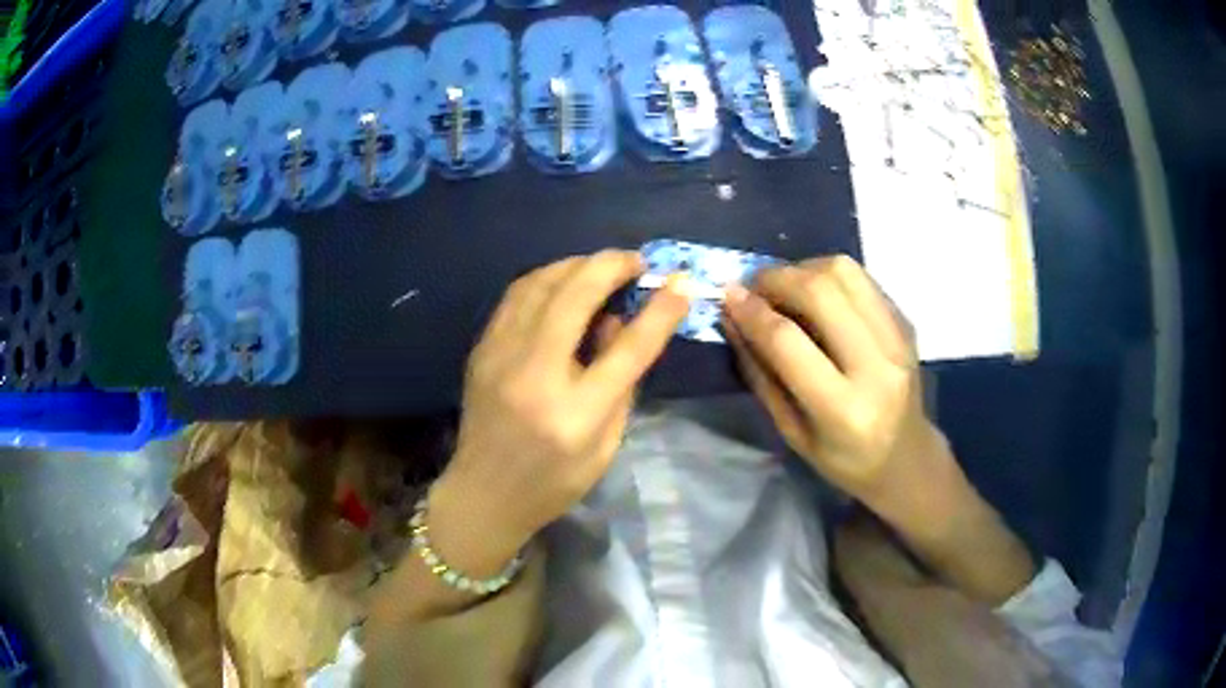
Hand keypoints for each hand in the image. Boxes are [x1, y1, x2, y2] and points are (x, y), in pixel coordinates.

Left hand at [431, 250, 690, 570]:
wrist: (484, 494)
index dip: (660, 310)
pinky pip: (516, 295)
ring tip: (602, 267)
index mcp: (576, 413)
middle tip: (637, 261)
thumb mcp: (605, 445)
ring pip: (540, 283)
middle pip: (575, 296)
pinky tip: (563, 281)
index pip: (628, 348)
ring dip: (576, 265)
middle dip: (611, 265)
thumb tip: (618, 321)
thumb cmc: (553, 480)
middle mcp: (534, 375)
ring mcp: (500, 357)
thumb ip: (621, 383)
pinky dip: (547, 278)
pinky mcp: (481, 349)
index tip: (681, 282)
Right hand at [722, 255, 954, 525]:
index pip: (789, 342)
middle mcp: (878, 366)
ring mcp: (898, 338)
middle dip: (776, 278)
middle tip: (753, 286)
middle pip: (821, 292)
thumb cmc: (843, 459)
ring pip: (844, 272)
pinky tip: (815, 295)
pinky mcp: (906, 322)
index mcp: (844, 410)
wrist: (907, 457)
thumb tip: (733, 318)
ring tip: (784, 287)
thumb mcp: (792, 432)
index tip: (727, 295)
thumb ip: (761, 374)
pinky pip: (861, 279)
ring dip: (803, 269)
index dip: (752, 312)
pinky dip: (828, 277)